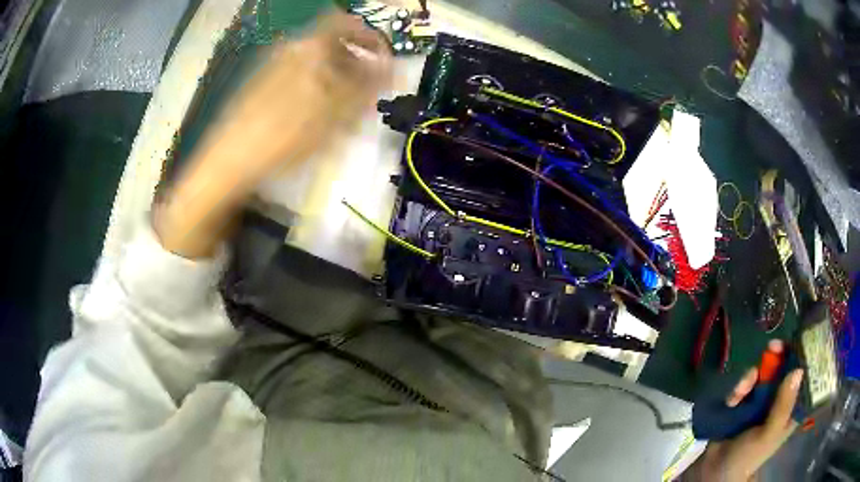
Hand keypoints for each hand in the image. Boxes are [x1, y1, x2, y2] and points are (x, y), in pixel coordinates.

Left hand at [155, 11, 390, 258]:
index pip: (346, 23)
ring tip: (344, 111)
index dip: (368, 37)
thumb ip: (367, 85)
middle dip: (355, 63)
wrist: (230, 160)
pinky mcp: (261, 86)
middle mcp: (290, 49)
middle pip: (331, 44)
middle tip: (367, 91)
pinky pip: (298, 77)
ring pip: (315, 63)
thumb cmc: (286, 133)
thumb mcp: (335, 111)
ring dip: (336, 79)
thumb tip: (393, 67)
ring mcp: (272, 67)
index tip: (383, 59)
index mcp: (310, 47)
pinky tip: (316, 117)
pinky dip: (315, 89)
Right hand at [688, 340, 803, 480]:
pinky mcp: (746, 398)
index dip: (805, 357)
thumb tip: (798, 370)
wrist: (714, 470)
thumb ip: (783, 406)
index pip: (805, 377)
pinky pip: (747, 382)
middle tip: (772, 347)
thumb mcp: (768, 434)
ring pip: (765, 372)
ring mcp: (764, 398)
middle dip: (778, 357)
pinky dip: (740, 387)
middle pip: (786, 368)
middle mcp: (781, 399)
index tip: (800, 341)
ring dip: (752, 376)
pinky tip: (732, 400)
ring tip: (739, 392)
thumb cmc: (748, 457)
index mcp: (792, 409)